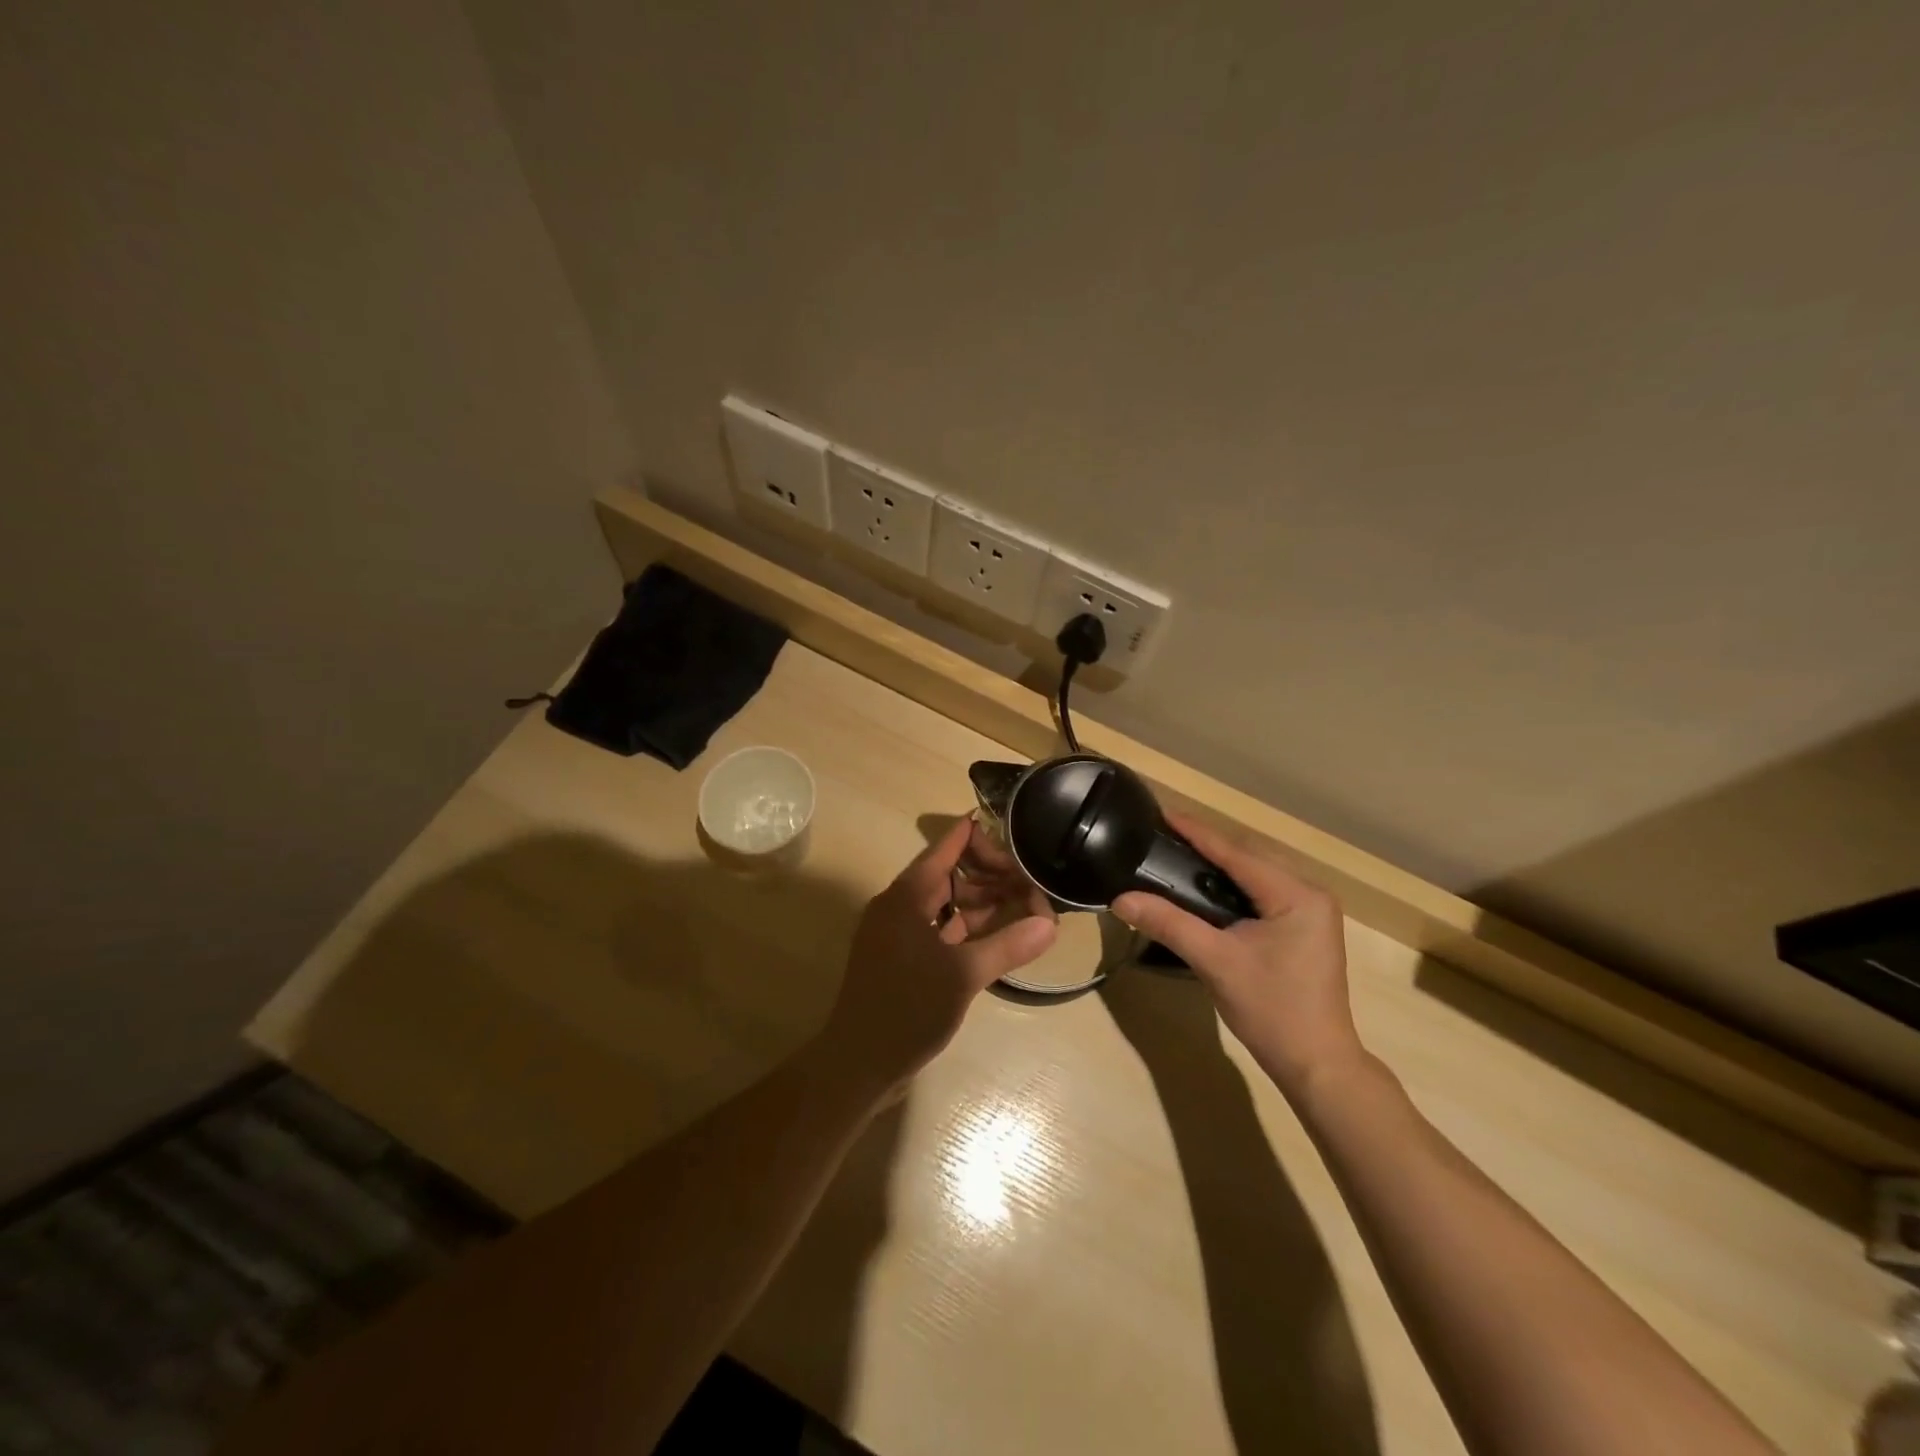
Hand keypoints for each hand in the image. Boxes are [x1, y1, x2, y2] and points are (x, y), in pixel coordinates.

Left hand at [822, 818, 1057, 1093]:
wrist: (858, 1063)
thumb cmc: (907, 1009)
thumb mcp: (963, 976)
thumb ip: (1007, 946)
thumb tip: (1050, 924)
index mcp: (906, 896)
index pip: (945, 848)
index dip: (978, 837)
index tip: (1015, 832)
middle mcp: (900, 906)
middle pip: (948, 874)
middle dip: (989, 874)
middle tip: (1030, 880)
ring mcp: (899, 932)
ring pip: (946, 903)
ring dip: (981, 902)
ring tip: (1024, 904)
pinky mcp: (903, 957)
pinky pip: (940, 928)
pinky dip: (968, 927)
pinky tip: (999, 934)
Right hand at [1111, 814, 1360, 1100]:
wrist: (1317, 1064)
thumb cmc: (1271, 1009)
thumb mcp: (1215, 961)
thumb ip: (1169, 923)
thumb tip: (1120, 899)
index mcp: (1296, 894)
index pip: (1236, 854)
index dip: (1197, 833)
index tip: (1163, 813)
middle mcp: (1309, 893)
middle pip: (1248, 859)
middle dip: (1207, 846)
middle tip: (1163, 835)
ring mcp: (1311, 912)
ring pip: (1256, 876)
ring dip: (1219, 866)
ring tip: (1178, 854)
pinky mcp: (1305, 928)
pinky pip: (1263, 893)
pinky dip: (1233, 887)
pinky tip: (1205, 888)